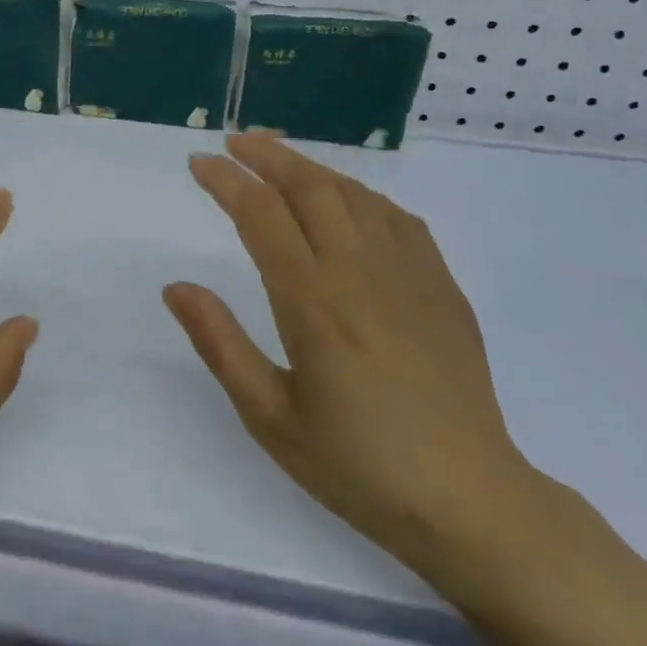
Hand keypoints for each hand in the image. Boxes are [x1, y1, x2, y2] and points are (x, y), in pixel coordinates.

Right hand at [164, 135, 538, 585]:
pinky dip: (361, 194)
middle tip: (234, 142)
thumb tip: (176, 287)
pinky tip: (348, 199)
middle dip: (267, 155)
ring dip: (311, 167)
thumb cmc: (358, 466)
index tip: (199, 163)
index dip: (226, 182)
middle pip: (310, 187)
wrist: (470, 503)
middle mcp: (360, 273)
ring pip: (355, 194)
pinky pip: (398, 218)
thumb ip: (220, 344)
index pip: (261, 215)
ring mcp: (409, 275)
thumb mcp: (271, 417)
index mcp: (313, 303)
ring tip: (279, 158)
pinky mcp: (441, 288)